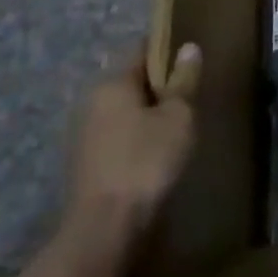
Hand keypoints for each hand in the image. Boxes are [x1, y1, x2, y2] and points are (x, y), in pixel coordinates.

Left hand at [59, 41, 199, 273]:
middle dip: (160, 87)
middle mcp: (91, 102)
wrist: (105, 228)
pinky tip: (158, 153)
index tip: (192, 57)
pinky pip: (118, 137)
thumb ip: (183, 81)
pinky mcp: (86, 163)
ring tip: (180, 126)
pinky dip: (137, 139)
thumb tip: (188, 48)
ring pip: (125, 112)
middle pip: (132, 82)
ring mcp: (84, 134)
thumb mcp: (178, 117)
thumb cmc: (146, 162)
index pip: (142, 50)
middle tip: (192, 96)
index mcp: (112, 83)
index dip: (168, 50)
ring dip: (148, 115)